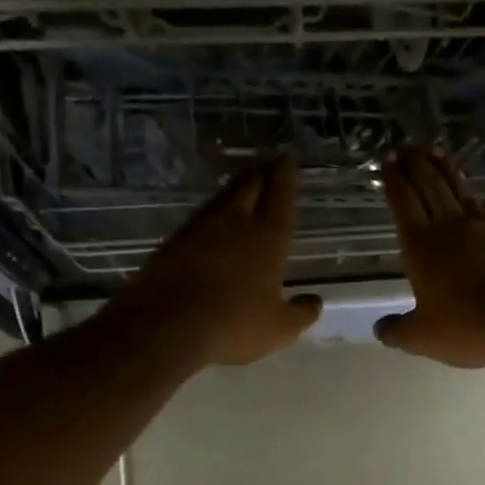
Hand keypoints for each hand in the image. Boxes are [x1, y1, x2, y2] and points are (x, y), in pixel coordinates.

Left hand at [124, 154, 320, 365]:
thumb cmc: (235, 324)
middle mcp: (235, 224)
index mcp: (268, 238)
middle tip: (263, 161)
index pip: (280, 197)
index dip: (285, 176)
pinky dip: (211, 215)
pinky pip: (199, 220)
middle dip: (259, 173)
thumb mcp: (280, 328)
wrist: (168, 324)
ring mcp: (200, 230)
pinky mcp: (173, 243)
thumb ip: (301, 313)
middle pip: (248, 187)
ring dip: (233, 188)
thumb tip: (316, 302)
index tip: (286, 157)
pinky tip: (211, 222)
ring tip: (241, 183)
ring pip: (222, 200)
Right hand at [374, 147, 484, 367]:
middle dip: (416, 165)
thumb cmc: (466, 326)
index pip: (403, 204)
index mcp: (421, 247)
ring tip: (437, 153)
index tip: (388, 162)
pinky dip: (479, 199)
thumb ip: (398, 331)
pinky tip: (479, 197)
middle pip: (430, 187)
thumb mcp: (423, 337)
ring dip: (446, 171)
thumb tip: (381, 329)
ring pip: (460, 190)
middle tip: (408, 147)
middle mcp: (450, 227)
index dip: (394, 182)